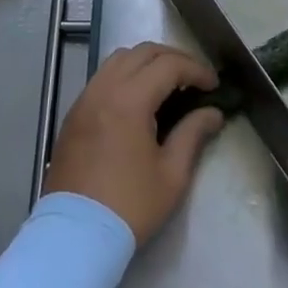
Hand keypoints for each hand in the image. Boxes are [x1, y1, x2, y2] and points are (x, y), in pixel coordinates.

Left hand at [45, 42, 225, 242]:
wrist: (75, 235)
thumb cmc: (129, 206)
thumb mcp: (171, 174)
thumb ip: (193, 134)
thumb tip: (213, 113)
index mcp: (130, 100)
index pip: (168, 65)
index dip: (196, 70)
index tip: (214, 86)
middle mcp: (104, 89)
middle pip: (142, 52)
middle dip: (173, 58)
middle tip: (194, 79)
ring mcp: (85, 99)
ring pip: (119, 59)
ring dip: (146, 61)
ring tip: (167, 84)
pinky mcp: (74, 113)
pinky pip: (102, 77)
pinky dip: (125, 74)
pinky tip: (138, 98)